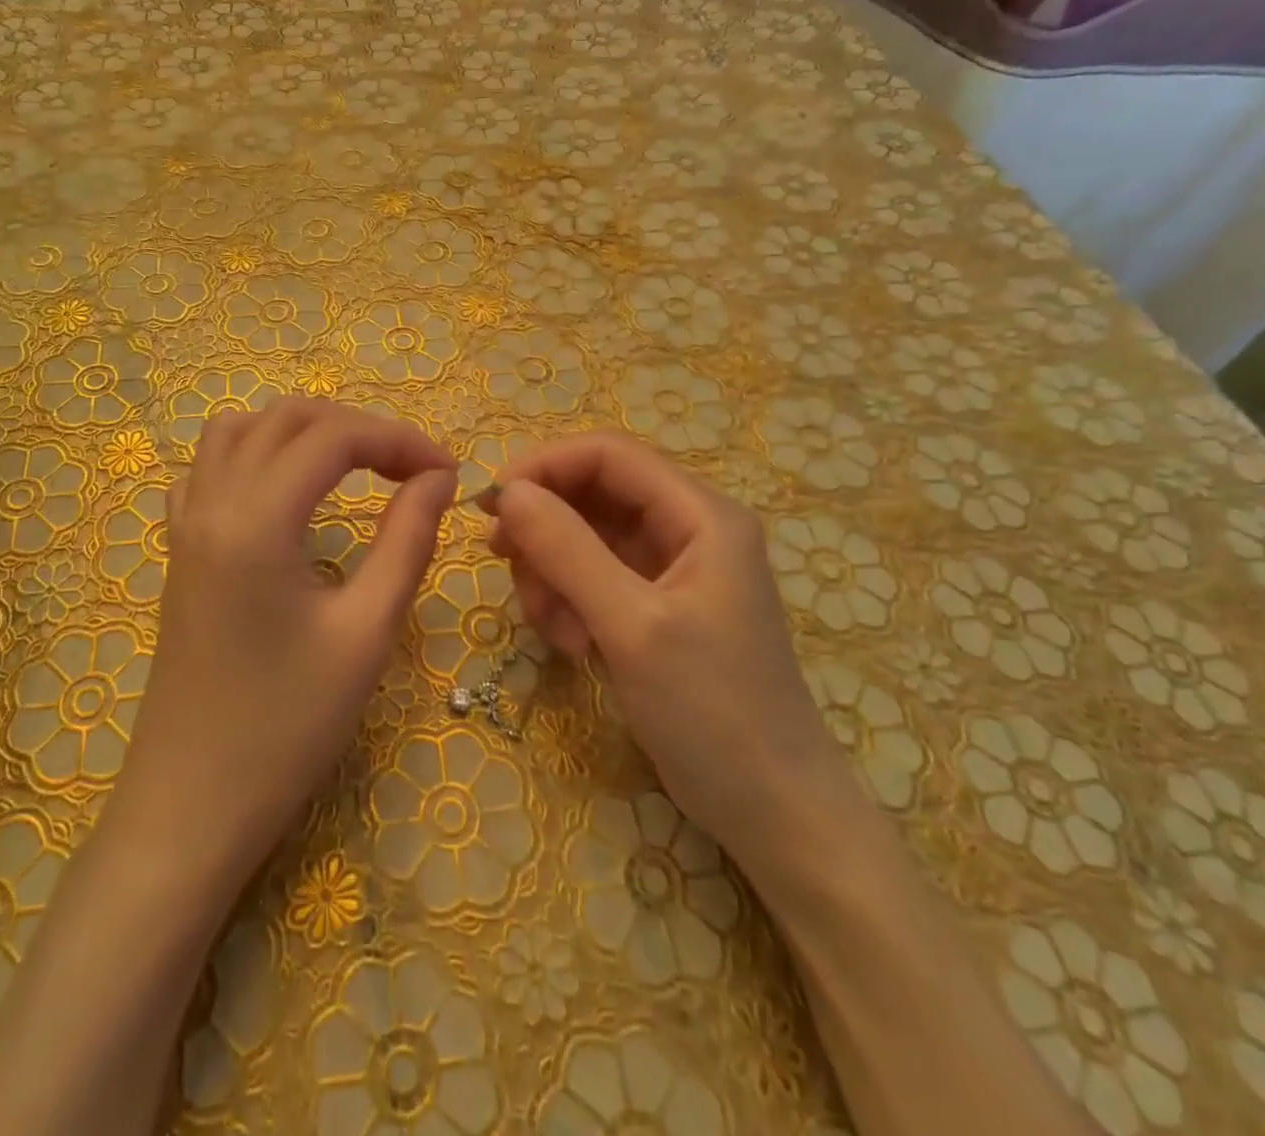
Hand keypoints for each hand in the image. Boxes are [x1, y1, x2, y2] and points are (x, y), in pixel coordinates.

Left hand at [109, 398, 457, 897]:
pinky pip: (207, 469)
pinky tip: (283, 492)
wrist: (191, 807)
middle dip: (357, 429)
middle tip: (410, 470)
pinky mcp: (178, 551)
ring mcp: (184, 525)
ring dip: (302, 432)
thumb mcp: (366, 632)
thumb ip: (407, 541)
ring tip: (352, 467)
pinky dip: (254, 455)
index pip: (333, 438)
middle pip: (287, 419)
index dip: (399, 440)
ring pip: (239, 431)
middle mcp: (211, 503)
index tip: (448, 473)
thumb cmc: (287, 727)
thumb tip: (438, 479)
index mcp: (255, 520)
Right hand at [490, 432, 848, 864]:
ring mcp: (670, 569)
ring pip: (584, 538)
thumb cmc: (713, 712)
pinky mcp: (653, 606)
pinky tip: (571, 645)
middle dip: (544, 528)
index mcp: (700, 514)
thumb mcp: (632, 626)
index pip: (608, 455)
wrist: (772, 810)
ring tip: (553, 630)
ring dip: (552, 573)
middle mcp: (687, 528)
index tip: (492, 504)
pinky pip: (592, 578)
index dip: (545, 466)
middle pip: (591, 495)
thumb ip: (568, 550)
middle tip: (505, 565)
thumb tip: (508, 492)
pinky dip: (568, 601)